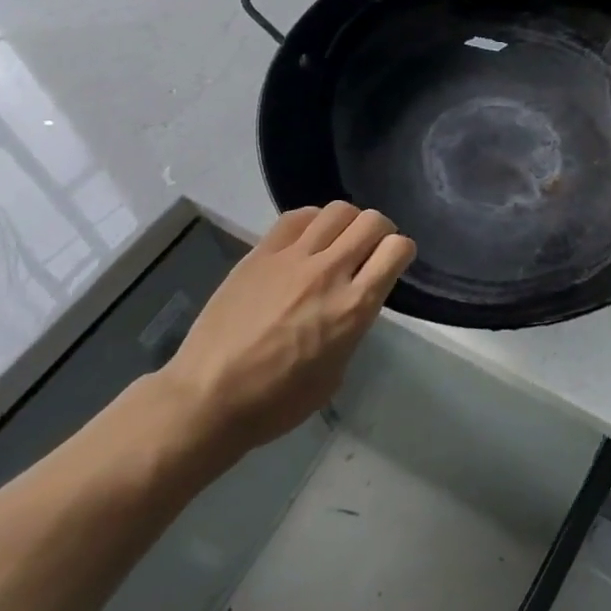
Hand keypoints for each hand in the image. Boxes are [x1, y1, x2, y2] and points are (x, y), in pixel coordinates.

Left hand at [158, 202, 415, 458]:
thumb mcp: (337, 370)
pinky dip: (313, 222)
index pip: (397, 248)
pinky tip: (307, 241)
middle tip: (370, 250)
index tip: (393, 264)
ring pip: (338, 209)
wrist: (208, 398)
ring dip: (348, 223)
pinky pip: (298, 217)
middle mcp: (329, 273)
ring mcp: (292, 258)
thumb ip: (353, 325)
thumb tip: (354, 302)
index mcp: (354, 307)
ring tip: (337, 242)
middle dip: (380, 232)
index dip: (402, 252)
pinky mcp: (261, 253)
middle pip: (372, 220)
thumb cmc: (278, 400)